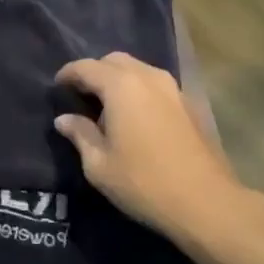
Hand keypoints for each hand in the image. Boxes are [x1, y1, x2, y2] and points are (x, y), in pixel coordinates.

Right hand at [53, 52, 251, 244]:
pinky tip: (135, 118)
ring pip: (138, 70)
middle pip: (114, 61)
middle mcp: (148, 77)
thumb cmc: (144, 182)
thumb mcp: (99, 165)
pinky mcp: (189, 104)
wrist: (206, 202)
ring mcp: (173, 88)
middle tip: (82, 96)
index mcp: (121, 86)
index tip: (57, 86)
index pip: (86, 67)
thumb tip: (64, 119)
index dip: (67, 74)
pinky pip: (155, 85)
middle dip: (94, 72)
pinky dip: (139, 91)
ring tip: (108, 107)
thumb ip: (80, 135)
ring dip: (119, 80)